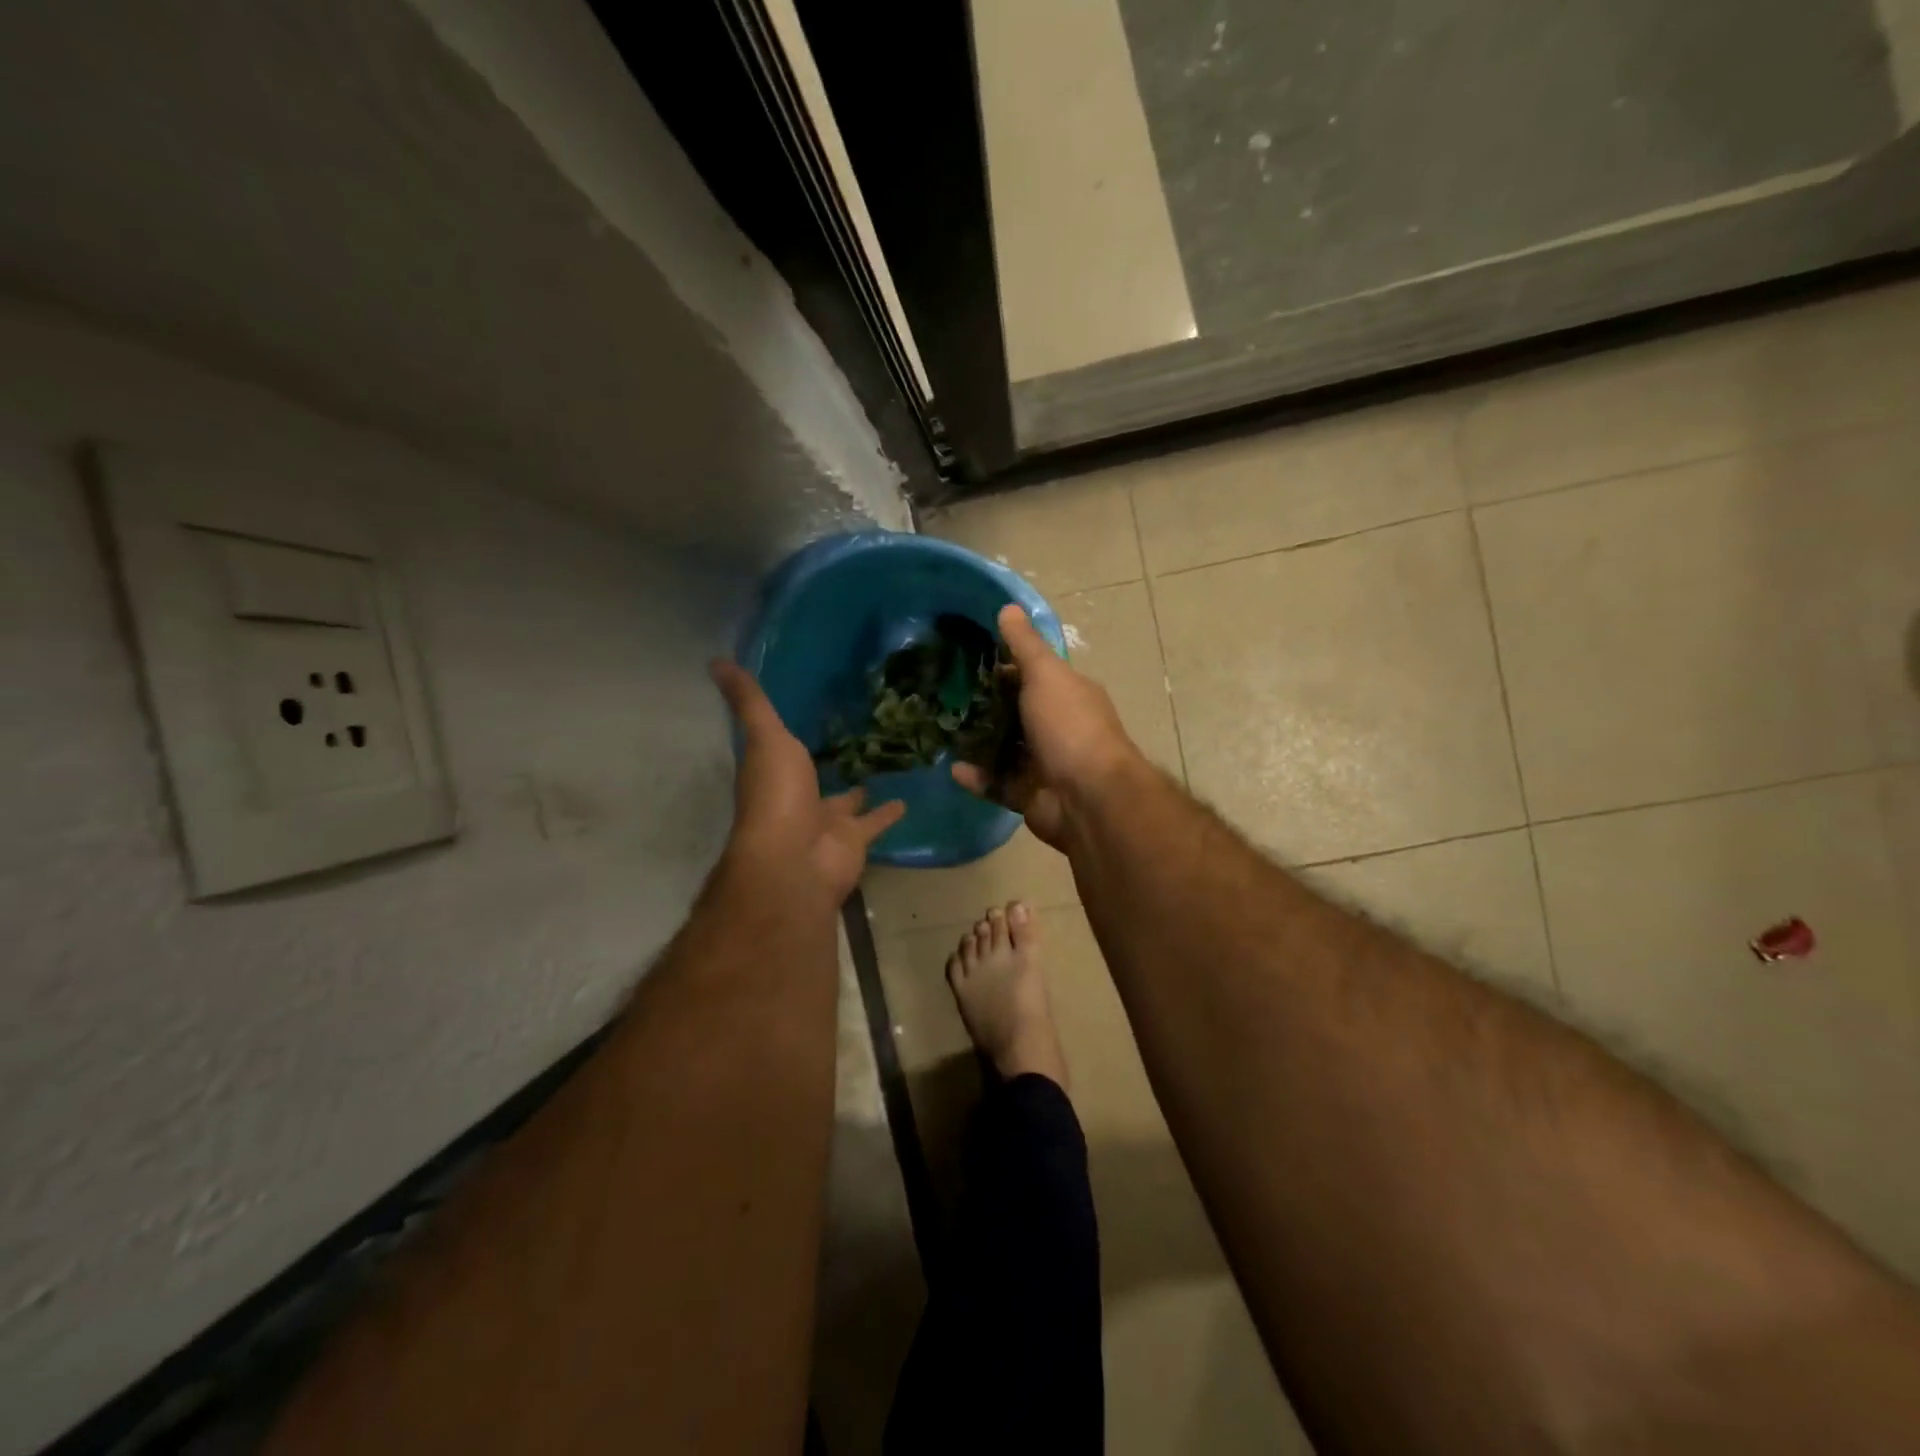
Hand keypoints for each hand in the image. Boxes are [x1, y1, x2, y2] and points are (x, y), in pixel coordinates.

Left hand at [712, 660, 905, 906]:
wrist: (796, 862)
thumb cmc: (776, 796)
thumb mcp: (764, 738)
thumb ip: (750, 703)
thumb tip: (716, 661)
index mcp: (772, 774)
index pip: (777, 749)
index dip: (785, 733)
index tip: (803, 711)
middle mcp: (797, 799)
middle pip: (813, 778)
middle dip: (827, 763)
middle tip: (852, 738)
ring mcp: (825, 822)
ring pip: (846, 801)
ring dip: (860, 789)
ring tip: (884, 763)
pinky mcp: (854, 840)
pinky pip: (875, 822)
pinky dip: (889, 813)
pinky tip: (907, 799)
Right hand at [951, 605, 1141, 849]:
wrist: (1088, 797)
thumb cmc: (1069, 726)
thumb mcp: (1046, 675)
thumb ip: (1025, 645)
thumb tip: (1008, 606)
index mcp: (1067, 695)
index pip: (1032, 674)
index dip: (1002, 665)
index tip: (966, 659)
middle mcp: (1058, 727)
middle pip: (1015, 712)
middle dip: (984, 706)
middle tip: (944, 696)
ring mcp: (1043, 764)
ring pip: (1004, 750)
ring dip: (977, 743)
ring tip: (942, 730)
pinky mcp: (1029, 795)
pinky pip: (997, 784)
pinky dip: (977, 777)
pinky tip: (952, 768)